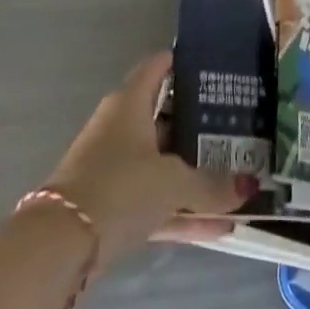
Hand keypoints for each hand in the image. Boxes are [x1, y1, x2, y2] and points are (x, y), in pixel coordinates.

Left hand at [43, 51, 253, 262]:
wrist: (61, 246)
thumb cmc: (120, 187)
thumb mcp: (173, 182)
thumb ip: (212, 185)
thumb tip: (248, 187)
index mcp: (130, 104)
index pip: (157, 67)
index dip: (182, 62)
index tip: (215, 66)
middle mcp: (119, 129)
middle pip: (164, 118)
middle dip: (199, 124)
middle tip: (238, 125)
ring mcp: (114, 169)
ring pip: (162, 165)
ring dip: (194, 175)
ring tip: (236, 179)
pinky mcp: (111, 208)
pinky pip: (155, 203)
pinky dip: (182, 212)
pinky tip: (219, 227)